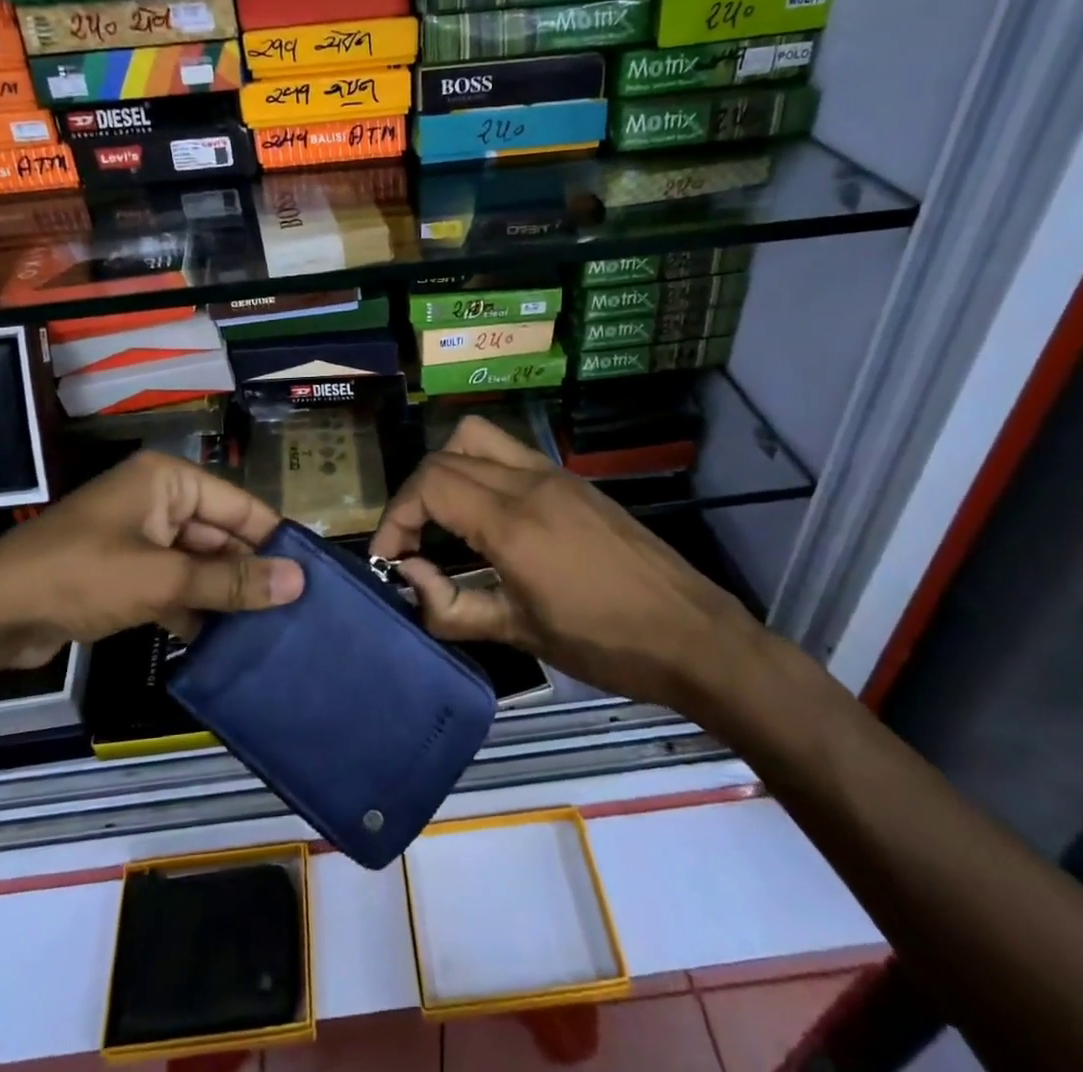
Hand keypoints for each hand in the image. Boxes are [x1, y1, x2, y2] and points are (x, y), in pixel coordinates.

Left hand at [0, 452, 301, 666]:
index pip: (239, 505)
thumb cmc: (80, 576)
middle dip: (249, 572)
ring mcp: (139, 537)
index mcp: (168, 480)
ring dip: (223, 594)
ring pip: (198, 563)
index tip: (311, 576)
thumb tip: (298, 582)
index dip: (274, 539)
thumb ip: (230, 580)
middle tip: (294, 612)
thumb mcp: (162, 578)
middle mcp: (157, 500)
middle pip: (219, 535)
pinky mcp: (124, 571)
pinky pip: (173, 584)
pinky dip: (192, 608)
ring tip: (269, 631)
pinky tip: (220, 643)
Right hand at [369, 417, 764, 717]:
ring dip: (445, 470)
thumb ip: (452, 608)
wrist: (693, 635)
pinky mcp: (573, 481)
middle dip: (414, 497)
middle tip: (411, 544)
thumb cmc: (605, 643)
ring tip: (443, 520)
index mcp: (513, 522)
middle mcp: (529, 483)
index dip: (395, 518)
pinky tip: (488, 518)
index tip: (389, 558)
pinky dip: (479, 470)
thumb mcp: (521, 634)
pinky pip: (509, 453)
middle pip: (444, 457)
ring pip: (476, 439)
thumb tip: (410, 577)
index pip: (429, 486)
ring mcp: (554, 475)